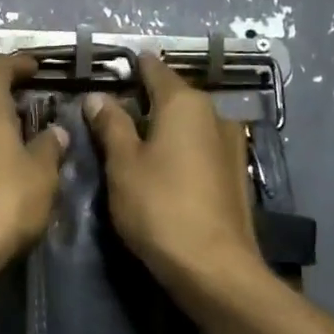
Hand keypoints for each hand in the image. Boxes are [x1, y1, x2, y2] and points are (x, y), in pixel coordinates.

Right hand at [82, 55, 261, 291]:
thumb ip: (111, 125)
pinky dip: (181, 150)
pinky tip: (165, 169)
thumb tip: (98, 96)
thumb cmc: (159, 207)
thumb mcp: (123, 164)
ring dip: (165, 128)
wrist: (213, 265)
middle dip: (146, 101)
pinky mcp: (236, 173)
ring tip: (136, 144)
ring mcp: (231, 144)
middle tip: (113, 114)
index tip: (113, 70)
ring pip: (189, 124)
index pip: (155, 70)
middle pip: (174, 97)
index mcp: (185, 103)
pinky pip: (201, 148)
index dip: (133, 67)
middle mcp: (215, 114)